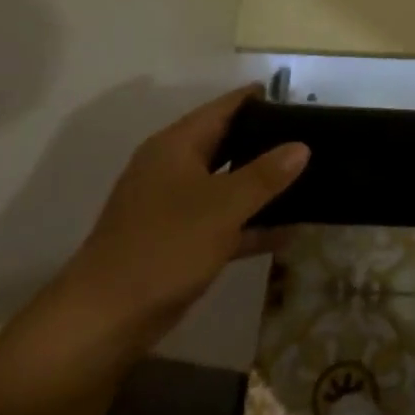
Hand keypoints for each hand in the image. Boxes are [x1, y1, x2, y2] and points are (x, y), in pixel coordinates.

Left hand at [55, 85, 308, 341]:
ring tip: (308, 180)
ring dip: (262, 187)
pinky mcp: (178, 241)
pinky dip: (251, 225)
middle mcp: (173, 169)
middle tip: (309, 139)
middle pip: (225, 144)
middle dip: (264, 142)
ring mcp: (174, 207)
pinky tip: (289, 233)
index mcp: (175, 147)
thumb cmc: (165, 246)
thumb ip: (265, 175)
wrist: (106, 317)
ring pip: (226, 185)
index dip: (255, 99)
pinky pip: (223, 222)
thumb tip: (301, 146)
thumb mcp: (223, 206)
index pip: (221, 109)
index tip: (294, 98)